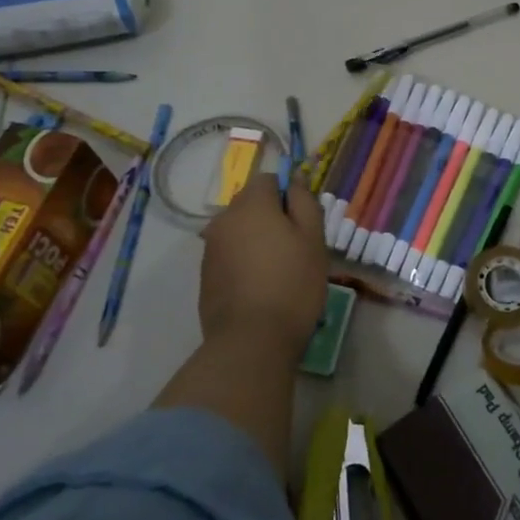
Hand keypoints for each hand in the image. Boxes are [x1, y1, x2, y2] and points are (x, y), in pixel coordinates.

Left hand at [198, 176, 327, 354]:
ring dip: (257, 239)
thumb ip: (304, 202)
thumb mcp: (313, 239)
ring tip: (279, 270)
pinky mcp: (206, 275)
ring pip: (239, 230)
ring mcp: (210, 248)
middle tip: (296, 247)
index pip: (268, 179)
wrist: (251, 340)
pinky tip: (260, 286)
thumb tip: (294, 179)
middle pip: (251, 204)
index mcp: (250, 205)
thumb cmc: (292, 284)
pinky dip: (244, 260)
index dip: (288, 195)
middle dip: (271, 216)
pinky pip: (229, 254)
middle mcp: (224, 219)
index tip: (303, 222)